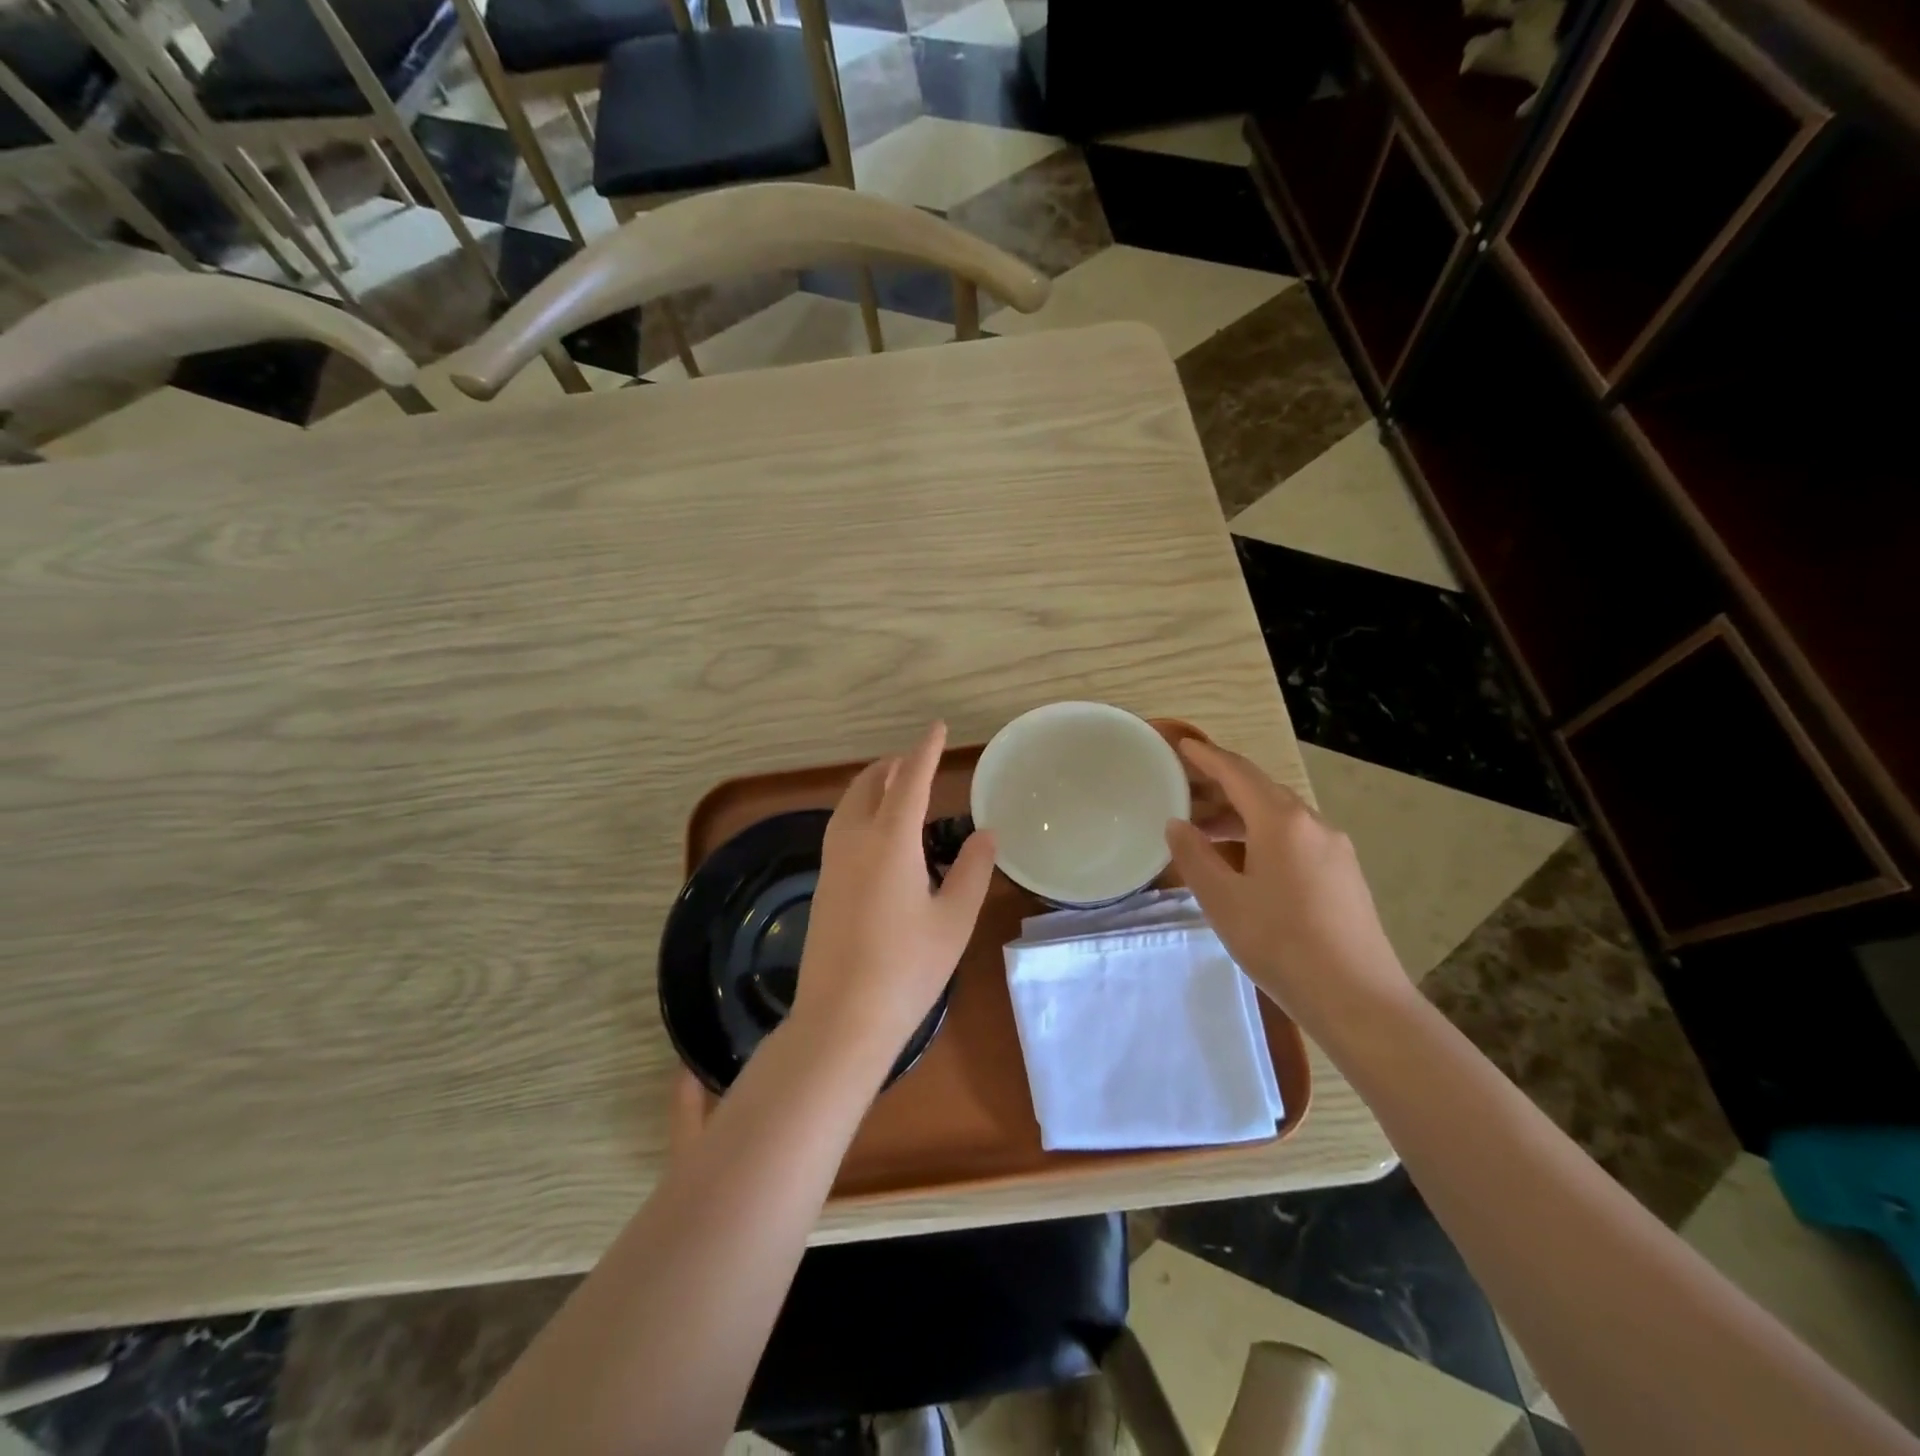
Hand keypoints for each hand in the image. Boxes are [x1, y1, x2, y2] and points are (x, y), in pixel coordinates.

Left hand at [790, 722, 997, 1073]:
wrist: (842, 1017)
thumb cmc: (908, 968)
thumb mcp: (954, 919)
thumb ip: (972, 870)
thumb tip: (985, 833)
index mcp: (890, 842)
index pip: (910, 781)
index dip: (925, 751)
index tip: (937, 727)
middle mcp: (854, 842)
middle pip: (869, 786)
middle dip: (893, 766)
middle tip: (917, 762)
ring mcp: (832, 864)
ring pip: (847, 806)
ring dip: (871, 787)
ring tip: (895, 788)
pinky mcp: (822, 886)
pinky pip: (840, 829)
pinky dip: (859, 811)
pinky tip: (874, 833)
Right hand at [1165, 738, 1408, 1024]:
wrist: (1357, 998)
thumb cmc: (1280, 943)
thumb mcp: (1223, 899)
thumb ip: (1194, 856)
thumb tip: (1178, 824)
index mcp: (1282, 821)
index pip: (1238, 773)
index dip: (1207, 757)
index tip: (1181, 745)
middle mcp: (1313, 824)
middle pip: (1260, 791)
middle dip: (1220, 787)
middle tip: (1182, 791)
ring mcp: (1334, 849)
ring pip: (1279, 817)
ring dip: (1240, 816)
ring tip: (1203, 832)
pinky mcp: (1343, 874)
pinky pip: (1295, 839)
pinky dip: (1262, 837)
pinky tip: (1242, 863)